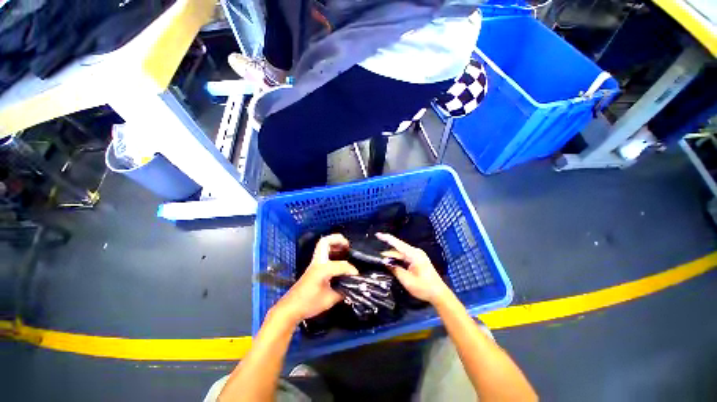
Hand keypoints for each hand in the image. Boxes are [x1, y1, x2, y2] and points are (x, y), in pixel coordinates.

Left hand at [274, 234, 357, 321]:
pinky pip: (323, 252)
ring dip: (334, 243)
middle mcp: (318, 262)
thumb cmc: (309, 304)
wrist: (290, 308)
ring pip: (322, 245)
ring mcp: (314, 264)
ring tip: (344, 247)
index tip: (356, 276)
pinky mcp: (313, 267)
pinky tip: (338, 257)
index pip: (341, 265)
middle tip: (347, 244)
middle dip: (337, 239)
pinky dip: (331, 250)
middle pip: (325, 242)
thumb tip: (351, 287)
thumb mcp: (329, 300)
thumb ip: (342, 291)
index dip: (351, 270)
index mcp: (322, 269)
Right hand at [377, 232, 451, 304]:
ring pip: (400, 254)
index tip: (377, 234)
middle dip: (387, 253)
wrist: (439, 294)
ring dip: (392, 258)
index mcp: (414, 254)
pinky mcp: (417, 260)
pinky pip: (404, 257)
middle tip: (377, 258)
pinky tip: (391, 264)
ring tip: (382, 262)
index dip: (386, 238)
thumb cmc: (423, 287)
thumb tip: (385, 262)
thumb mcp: (407, 280)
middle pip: (398, 249)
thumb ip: (395, 269)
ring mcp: (417, 256)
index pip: (397, 243)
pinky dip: (397, 260)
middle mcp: (415, 252)